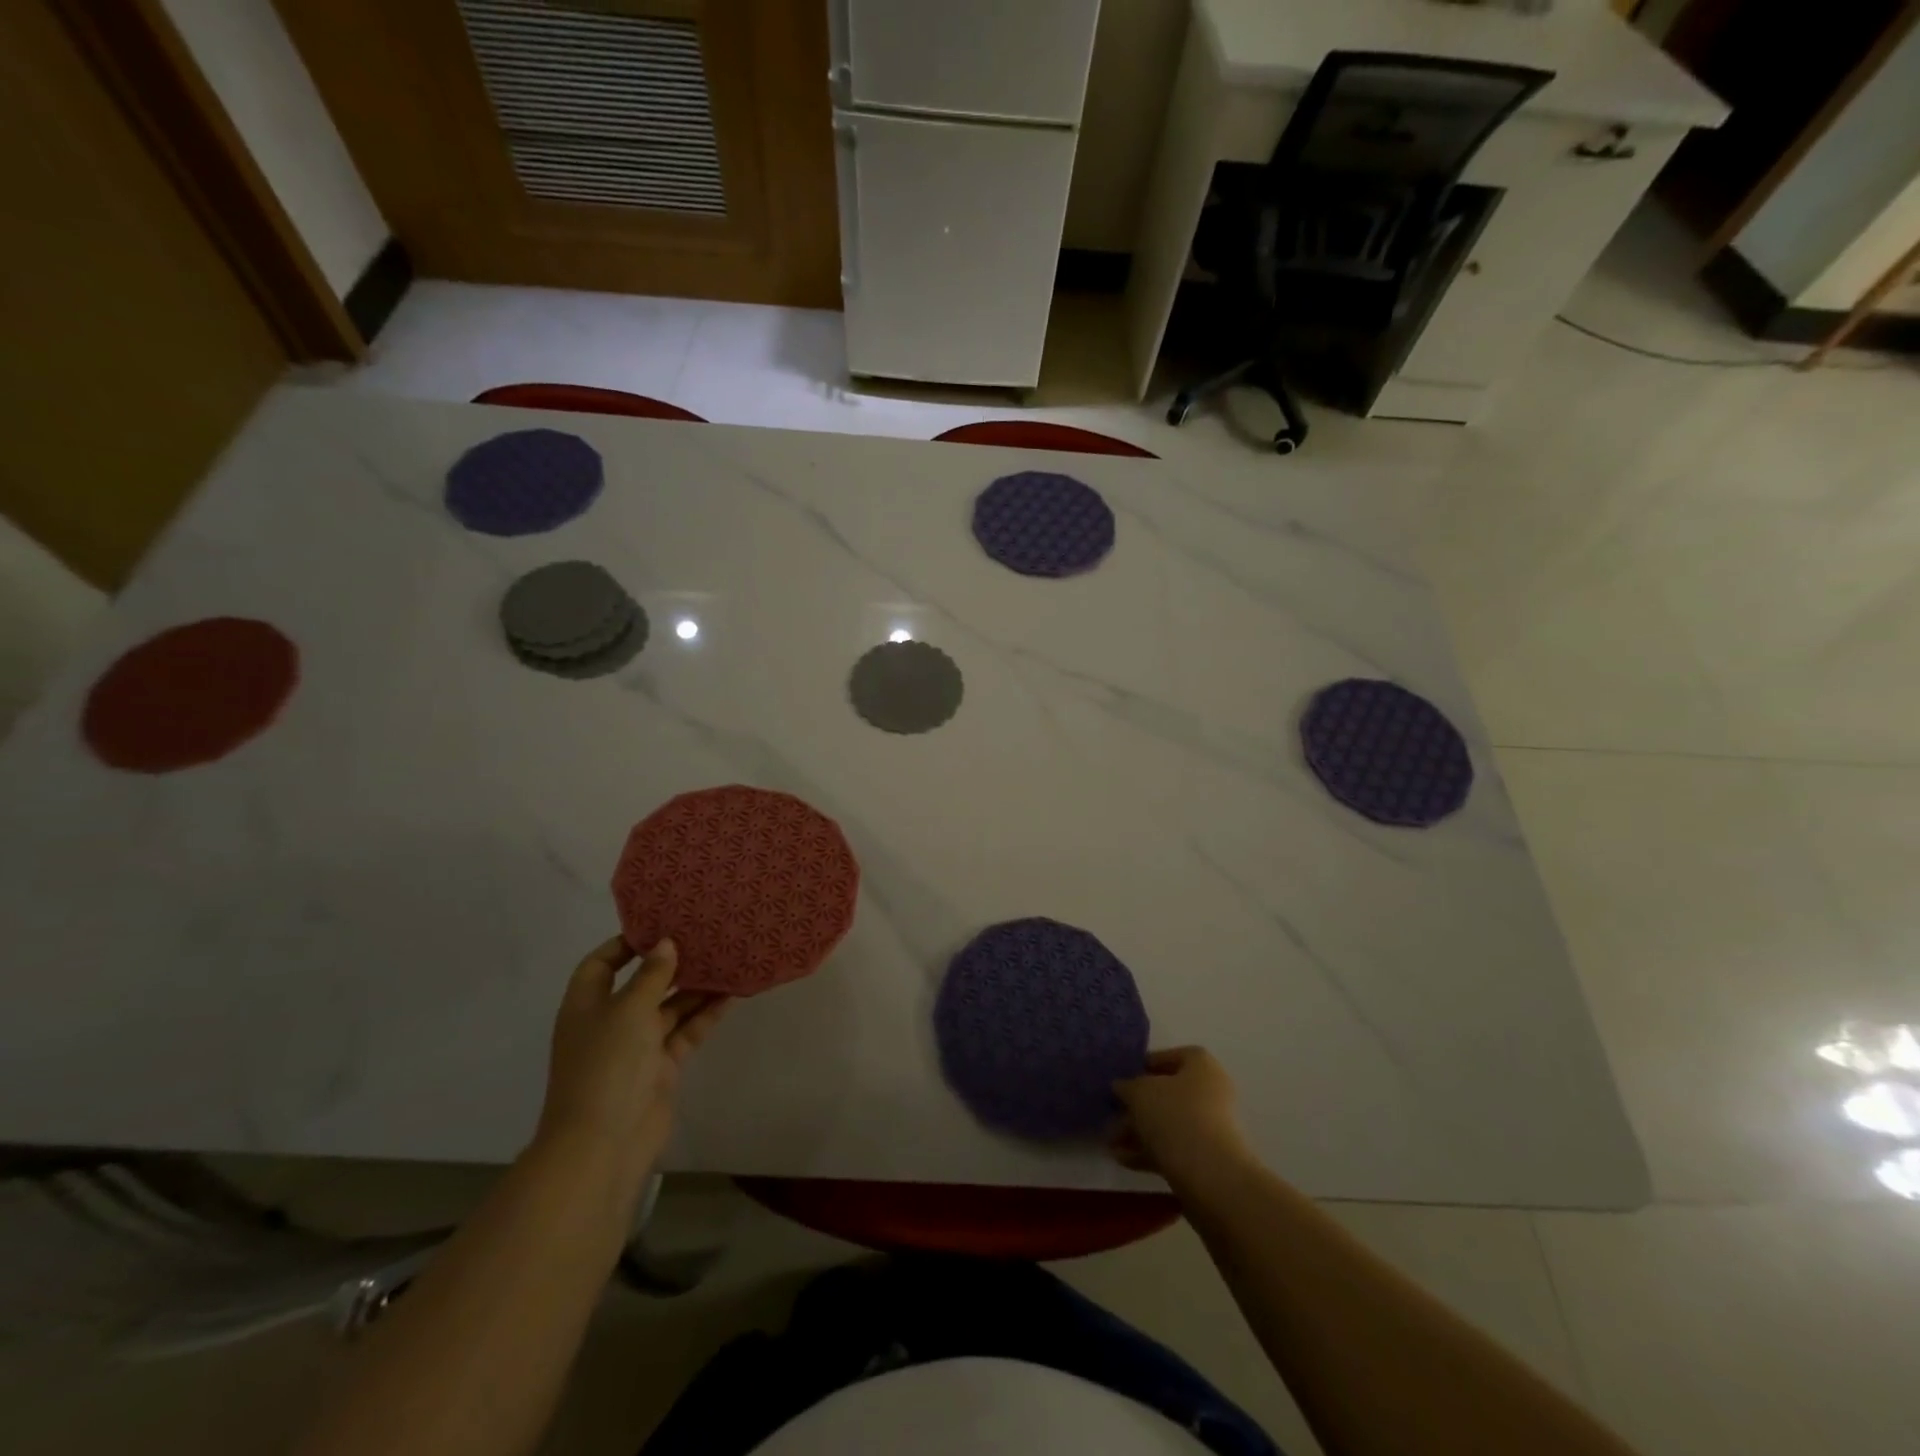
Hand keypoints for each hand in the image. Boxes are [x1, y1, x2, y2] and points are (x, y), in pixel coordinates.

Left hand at [535, 936, 728, 1180]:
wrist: (605, 1142)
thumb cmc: (607, 1064)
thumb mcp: (629, 1009)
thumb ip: (651, 975)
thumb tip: (666, 944)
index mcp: (587, 1005)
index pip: (601, 964)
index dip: (626, 944)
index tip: (661, 926)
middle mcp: (610, 1022)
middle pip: (641, 984)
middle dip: (671, 964)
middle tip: (705, 938)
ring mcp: (636, 1047)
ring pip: (669, 1008)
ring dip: (695, 988)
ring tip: (726, 960)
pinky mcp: (661, 1067)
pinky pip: (685, 1032)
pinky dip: (705, 1015)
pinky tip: (731, 994)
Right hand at [1112, 1046, 1252, 1191]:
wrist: (1211, 1176)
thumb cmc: (1175, 1116)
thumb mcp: (1139, 1092)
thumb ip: (1126, 1086)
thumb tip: (1122, 1087)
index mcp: (1201, 1066)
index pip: (1171, 1056)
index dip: (1145, 1065)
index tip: (1123, 1078)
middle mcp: (1210, 1093)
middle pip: (1167, 1093)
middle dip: (1136, 1106)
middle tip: (1110, 1114)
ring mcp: (1210, 1128)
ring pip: (1167, 1123)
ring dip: (1137, 1131)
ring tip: (1109, 1143)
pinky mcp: (1206, 1160)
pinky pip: (1172, 1148)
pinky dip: (1148, 1151)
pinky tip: (1122, 1160)